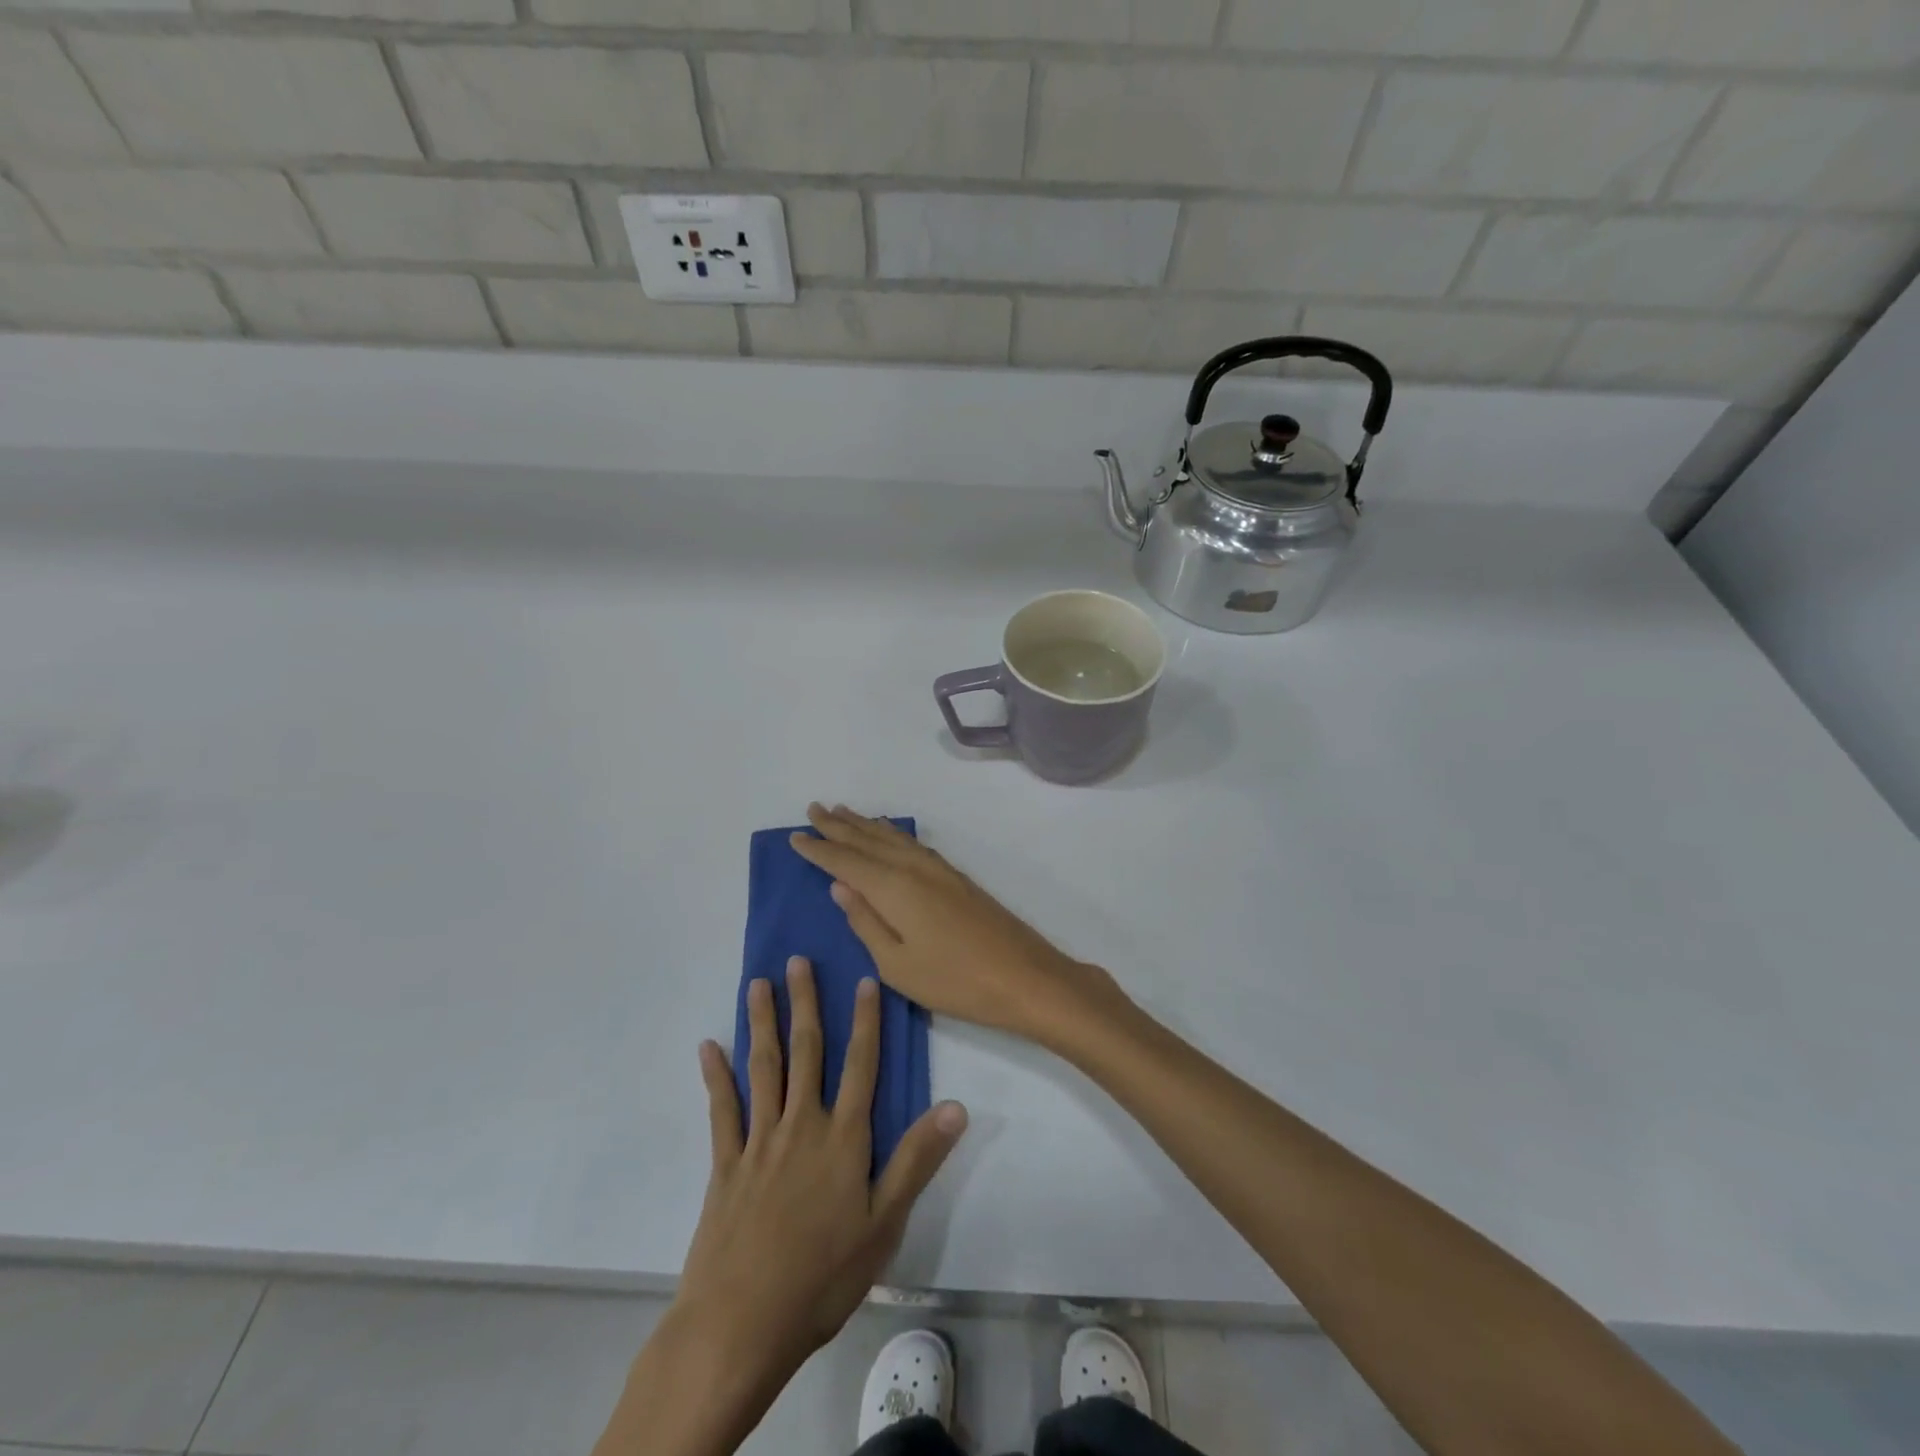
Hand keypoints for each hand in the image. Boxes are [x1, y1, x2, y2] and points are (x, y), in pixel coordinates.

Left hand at [673, 958, 967, 1393]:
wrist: (742, 1323)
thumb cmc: (823, 1276)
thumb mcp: (885, 1223)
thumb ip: (917, 1159)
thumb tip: (956, 1105)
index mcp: (843, 1137)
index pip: (860, 1066)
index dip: (865, 1021)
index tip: (864, 980)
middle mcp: (801, 1125)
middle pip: (807, 1052)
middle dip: (805, 1004)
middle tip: (798, 961)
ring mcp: (759, 1142)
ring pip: (763, 1067)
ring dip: (762, 1023)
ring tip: (758, 983)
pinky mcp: (725, 1164)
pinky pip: (722, 1110)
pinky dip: (716, 1076)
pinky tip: (709, 1047)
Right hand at [789, 804, 1121, 1045]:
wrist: (1024, 976)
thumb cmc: (955, 980)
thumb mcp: (897, 964)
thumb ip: (865, 922)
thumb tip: (840, 886)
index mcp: (893, 887)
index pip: (845, 861)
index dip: (819, 849)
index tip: (795, 836)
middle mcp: (913, 867)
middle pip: (868, 839)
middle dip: (838, 825)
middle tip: (813, 809)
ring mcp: (938, 869)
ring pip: (892, 837)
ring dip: (865, 823)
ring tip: (842, 811)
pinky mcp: (955, 877)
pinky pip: (911, 843)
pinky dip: (892, 833)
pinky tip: (888, 833)